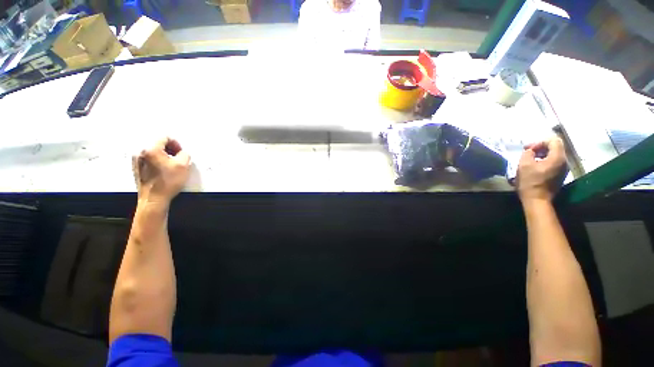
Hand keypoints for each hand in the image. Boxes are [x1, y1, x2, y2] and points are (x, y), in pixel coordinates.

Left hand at [132, 138, 190, 205]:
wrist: (154, 199)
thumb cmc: (168, 182)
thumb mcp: (184, 165)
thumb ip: (185, 154)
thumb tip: (183, 152)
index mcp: (151, 149)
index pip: (165, 137)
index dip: (176, 143)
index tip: (181, 152)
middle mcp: (140, 152)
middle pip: (157, 143)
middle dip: (170, 149)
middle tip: (178, 158)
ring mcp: (136, 160)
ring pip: (153, 151)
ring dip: (164, 155)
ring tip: (172, 165)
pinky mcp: (136, 168)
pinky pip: (149, 158)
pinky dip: (157, 161)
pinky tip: (164, 170)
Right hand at [517, 137, 566, 202]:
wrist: (537, 200)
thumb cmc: (530, 182)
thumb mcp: (524, 165)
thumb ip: (528, 153)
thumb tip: (530, 151)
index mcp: (557, 157)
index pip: (553, 141)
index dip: (539, 142)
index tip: (528, 149)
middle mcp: (564, 162)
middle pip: (555, 147)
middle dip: (540, 147)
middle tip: (527, 152)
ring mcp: (563, 169)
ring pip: (554, 155)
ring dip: (542, 155)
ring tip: (530, 159)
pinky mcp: (559, 176)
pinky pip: (553, 163)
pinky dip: (544, 161)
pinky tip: (534, 167)